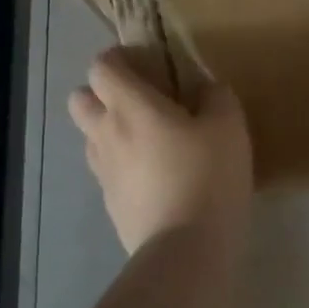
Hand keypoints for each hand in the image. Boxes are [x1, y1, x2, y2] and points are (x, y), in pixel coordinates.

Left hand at [68, 49, 252, 256]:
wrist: (186, 249)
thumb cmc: (207, 176)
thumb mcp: (229, 126)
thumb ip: (216, 96)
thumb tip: (205, 89)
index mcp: (129, 106)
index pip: (100, 67)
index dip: (117, 58)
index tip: (145, 63)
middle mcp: (106, 133)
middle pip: (80, 99)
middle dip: (101, 93)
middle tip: (139, 101)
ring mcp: (103, 172)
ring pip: (90, 137)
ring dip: (109, 130)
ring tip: (148, 140)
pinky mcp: (110, 203)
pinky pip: (106, 171)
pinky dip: (121, 165)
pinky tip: (155, 177)